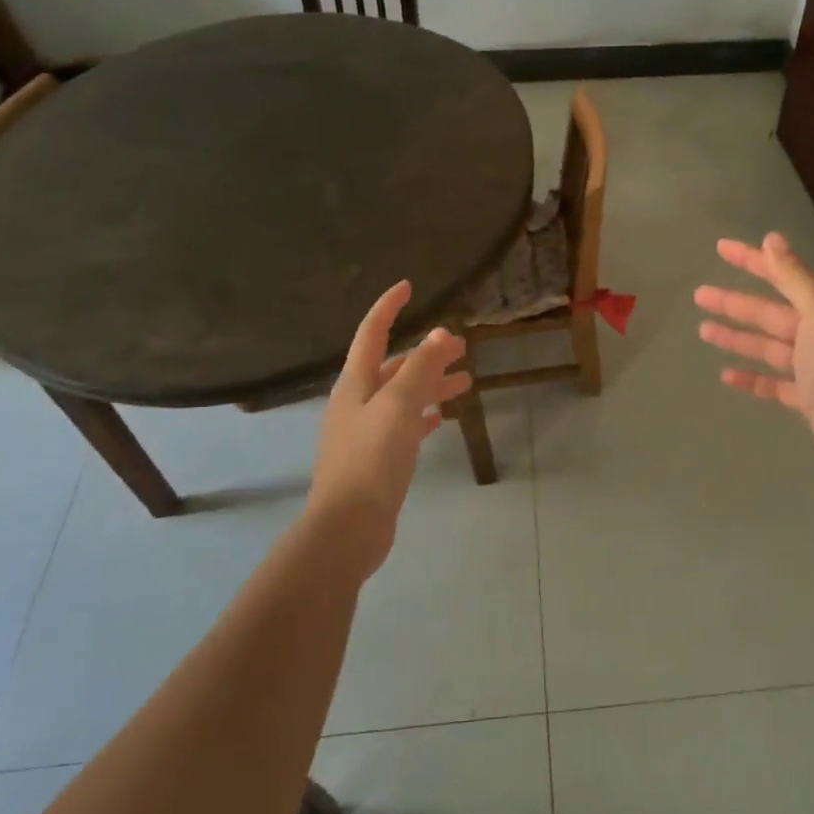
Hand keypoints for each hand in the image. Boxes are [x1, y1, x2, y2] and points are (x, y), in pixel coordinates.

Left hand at [309, 280, 470, 572]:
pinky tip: (443, 417)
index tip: (408, 286)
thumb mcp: (398, 405)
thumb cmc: (371, 458)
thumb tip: (441, 334)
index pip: (371, 332)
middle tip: (462, 347)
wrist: (348, 527)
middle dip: (425, 352)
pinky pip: (405, 425)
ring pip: (403, 396)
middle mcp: (357, 402)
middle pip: (393, 366)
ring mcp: (366, 432)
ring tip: (465, 381)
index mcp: (355, 383)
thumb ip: (420, 368)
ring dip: (431, 384)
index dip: (388, 307)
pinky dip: (424, 415)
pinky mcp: (377, 459)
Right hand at [694, 232, 813, 475]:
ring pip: (767, 347)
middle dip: (734, 303)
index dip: (751, 260)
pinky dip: (751, 378)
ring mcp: (813, 369)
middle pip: (768, 313)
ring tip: (703, 330)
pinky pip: (773, 383)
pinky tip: (725, 375)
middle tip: (699, 295)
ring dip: (737, 338)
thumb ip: (795, 278)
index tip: (720, 248)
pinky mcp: (808, 400)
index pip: (781, 276)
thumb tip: (772, 238)